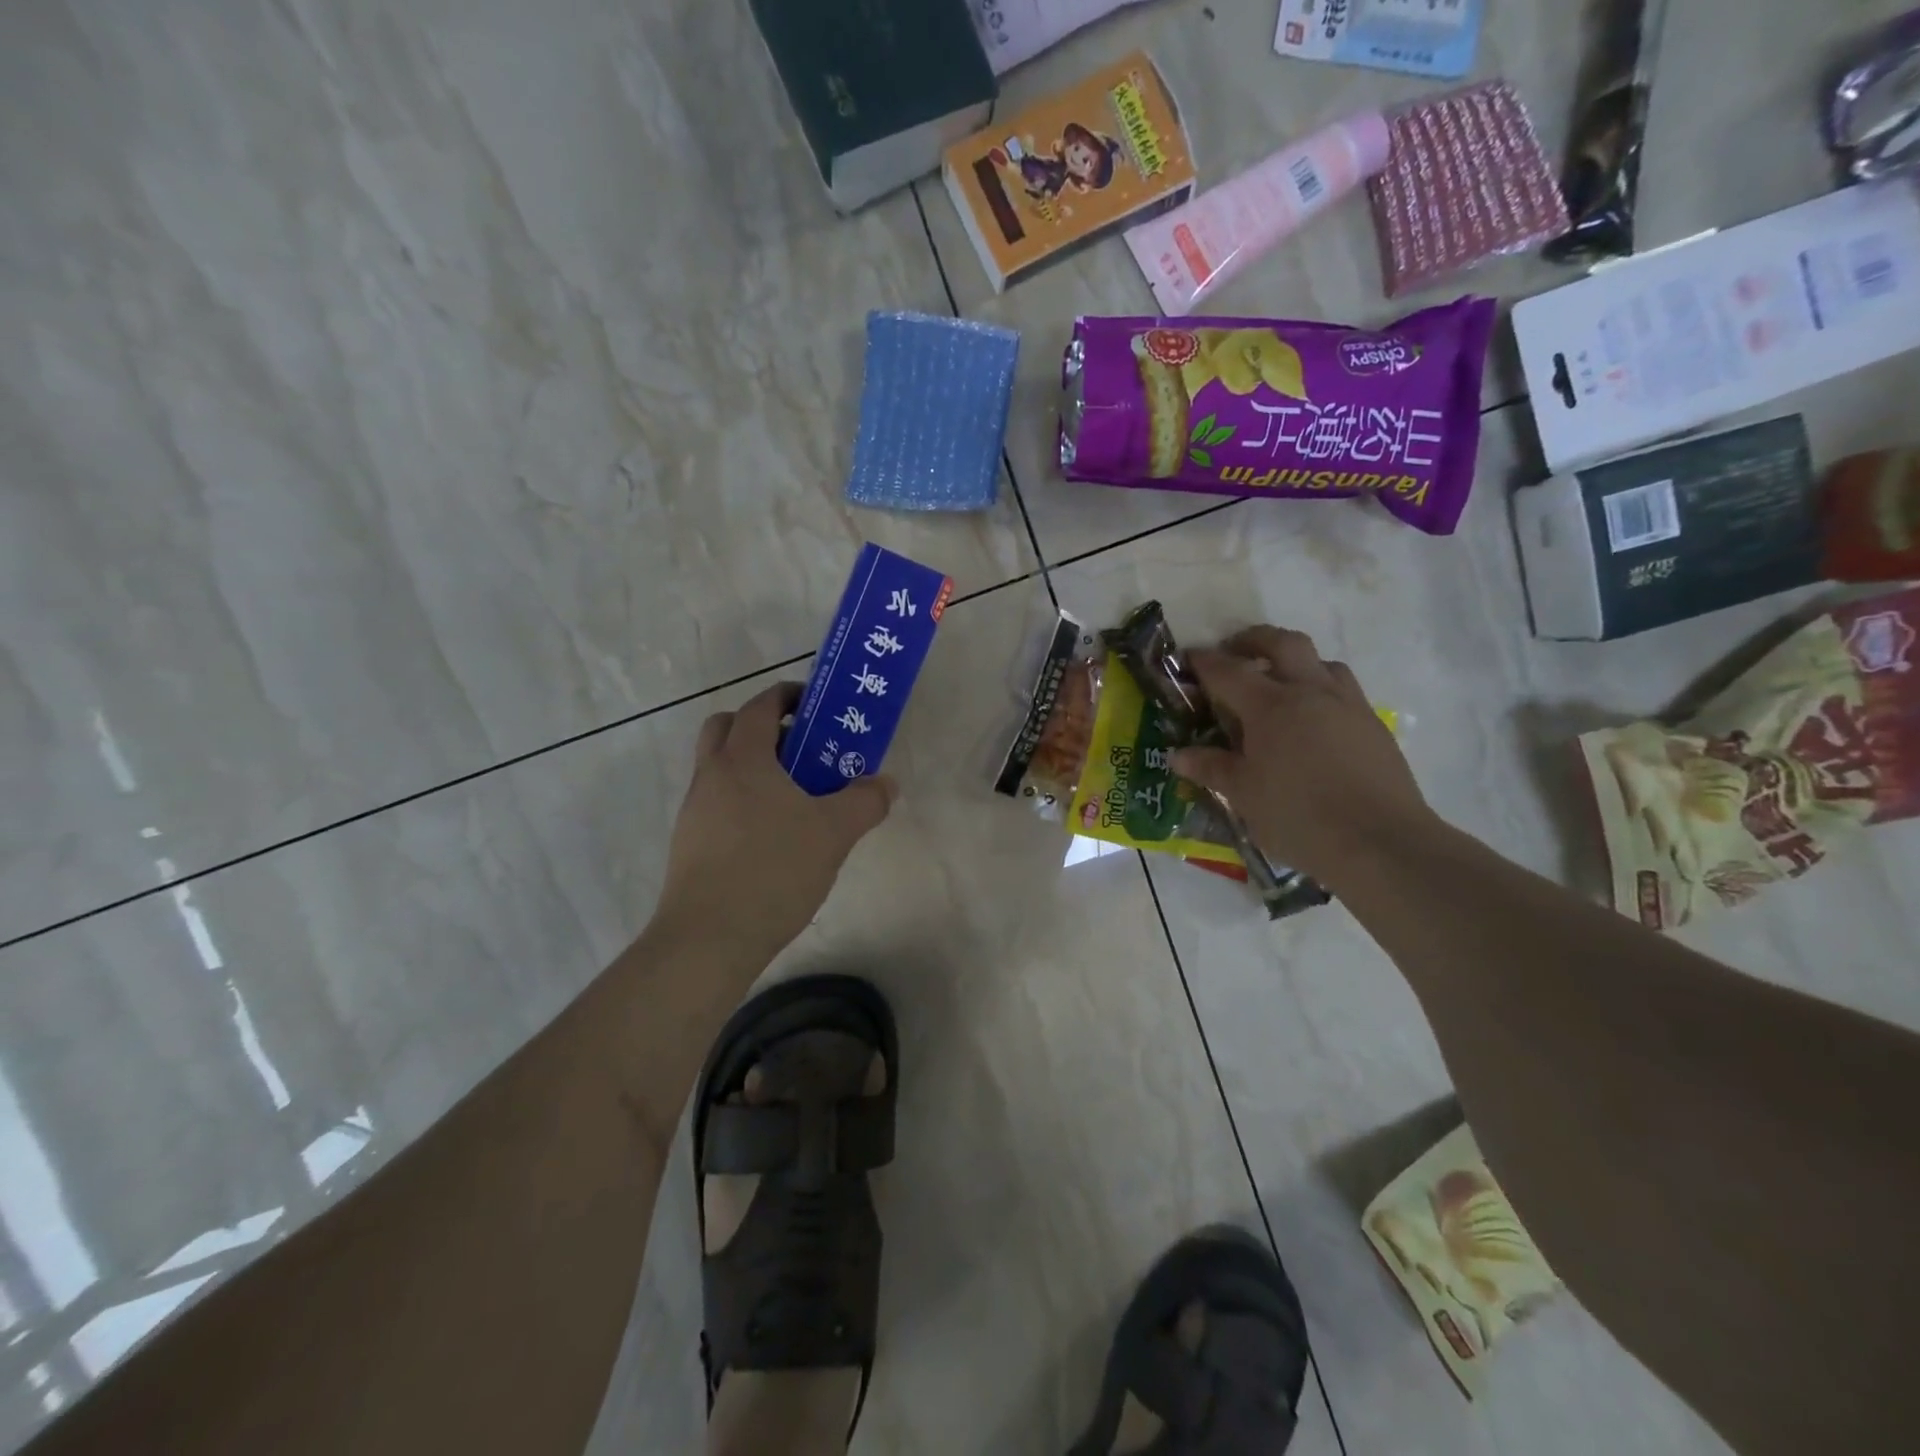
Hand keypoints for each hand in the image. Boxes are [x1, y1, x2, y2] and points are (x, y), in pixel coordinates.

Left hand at [656, 682, 894, 963]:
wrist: (709, 939)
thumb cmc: (773, 870)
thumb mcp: (834, 833)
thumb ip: (865, 801)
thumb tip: (886, 783)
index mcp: (743, 759)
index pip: (760, 706)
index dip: (787, 696)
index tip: (815, 705)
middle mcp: (711, 775)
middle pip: (727, 728)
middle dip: (763, 727)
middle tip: (801, 749)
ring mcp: (694, 810)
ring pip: (720, 768)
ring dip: (753, 767)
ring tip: (795, 798)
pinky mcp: (690, 843)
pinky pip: (717, 803)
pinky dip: (743, 801)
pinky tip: (773, 837)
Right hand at [1170, 627, 1434, 883]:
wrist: (1381, 843)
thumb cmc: (1299, 816)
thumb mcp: (1244, 795)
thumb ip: (1211, 768)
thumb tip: (1178, 755)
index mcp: (1271, 706)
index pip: (1228, 671)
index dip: (1204, 661)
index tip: (1187, 658)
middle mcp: (1310, 692)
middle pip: (1282, 643)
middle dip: (1254, 640)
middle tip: (1234, 653)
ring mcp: (1348, 706)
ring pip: (1321, 662)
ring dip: (1294, 662)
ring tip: (1279, 685)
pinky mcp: (1373, 726)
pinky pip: (1343, 690)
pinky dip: (1320, 690)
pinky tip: (1313, 722)